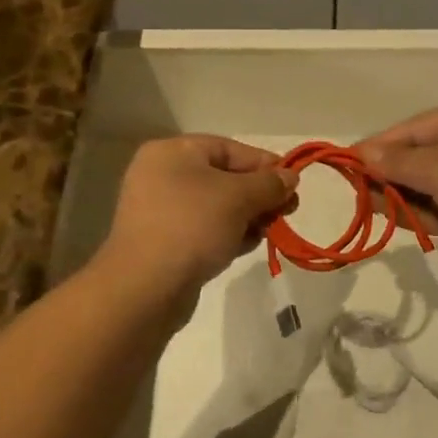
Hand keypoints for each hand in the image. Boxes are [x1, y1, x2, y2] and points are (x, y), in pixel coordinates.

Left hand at [96, 136, 296, 301]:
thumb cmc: (192, 226)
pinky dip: (227, 234)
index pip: (228, 148)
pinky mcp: (163, 242)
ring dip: (247, 216)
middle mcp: (161, 175)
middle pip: (223, 177)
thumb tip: (290, 176)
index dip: (264, 163)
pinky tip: (247, 246)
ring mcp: (159, 211)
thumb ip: (268, 183)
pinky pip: (203, 229)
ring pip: (215, 206)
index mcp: (172, 152)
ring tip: (271, 230)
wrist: (145, 288)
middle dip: (258, 194)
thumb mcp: (238, 198)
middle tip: (288, 210)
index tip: (293, 183)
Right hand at [358, 101, 437, 287]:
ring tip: (365, 204)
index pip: (412, 128)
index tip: (345, 162)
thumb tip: (361, 154)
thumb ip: (398, 162)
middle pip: (418, 155)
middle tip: (353, 188)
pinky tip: (390, 217)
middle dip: (386, 171)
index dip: (377, 145)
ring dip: (398, 193)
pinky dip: (418, 211)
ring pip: (427, 184)